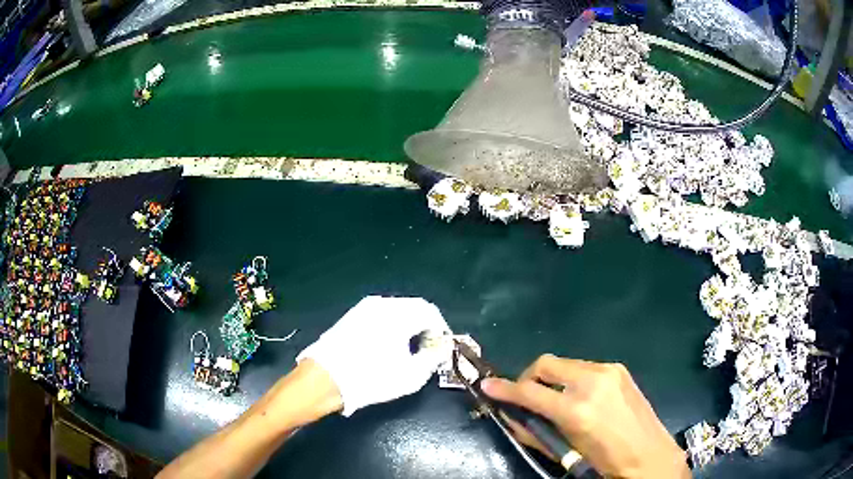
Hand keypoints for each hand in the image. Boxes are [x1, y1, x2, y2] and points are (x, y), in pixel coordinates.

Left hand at [297, 296, 451, 415]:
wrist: (325, 379)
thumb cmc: (372, 378)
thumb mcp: (412, 375)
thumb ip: (433, 358)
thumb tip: (440, 348)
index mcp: (399, 313)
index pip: (430, 312)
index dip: (440, 330)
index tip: (441, 349)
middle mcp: (382, 303)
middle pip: (413, 307)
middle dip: (425, 326)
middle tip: (427, 349)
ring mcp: (363, 308)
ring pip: (396, 310)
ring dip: (407, 325)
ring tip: (407, 349)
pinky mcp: (351, 316)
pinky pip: (379, 315)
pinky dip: (390, 326)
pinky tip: (386, 346)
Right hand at [482, 355, 689, 478]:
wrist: (650, 455)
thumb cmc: (604, 462)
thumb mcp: (566, 452)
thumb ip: (535, 431)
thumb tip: (512, 416)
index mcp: (576, 410)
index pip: (529, 392)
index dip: (504, 389)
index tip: (488, 386)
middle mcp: (592, 381)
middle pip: (546, 364)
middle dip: (528, 377)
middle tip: (525, 395)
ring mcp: (608, 371)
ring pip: (565, 364)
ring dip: (552, 379)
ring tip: (556, 400)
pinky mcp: (619, 369)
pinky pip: (585, 367)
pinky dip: (572, 379)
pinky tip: (580, 397)